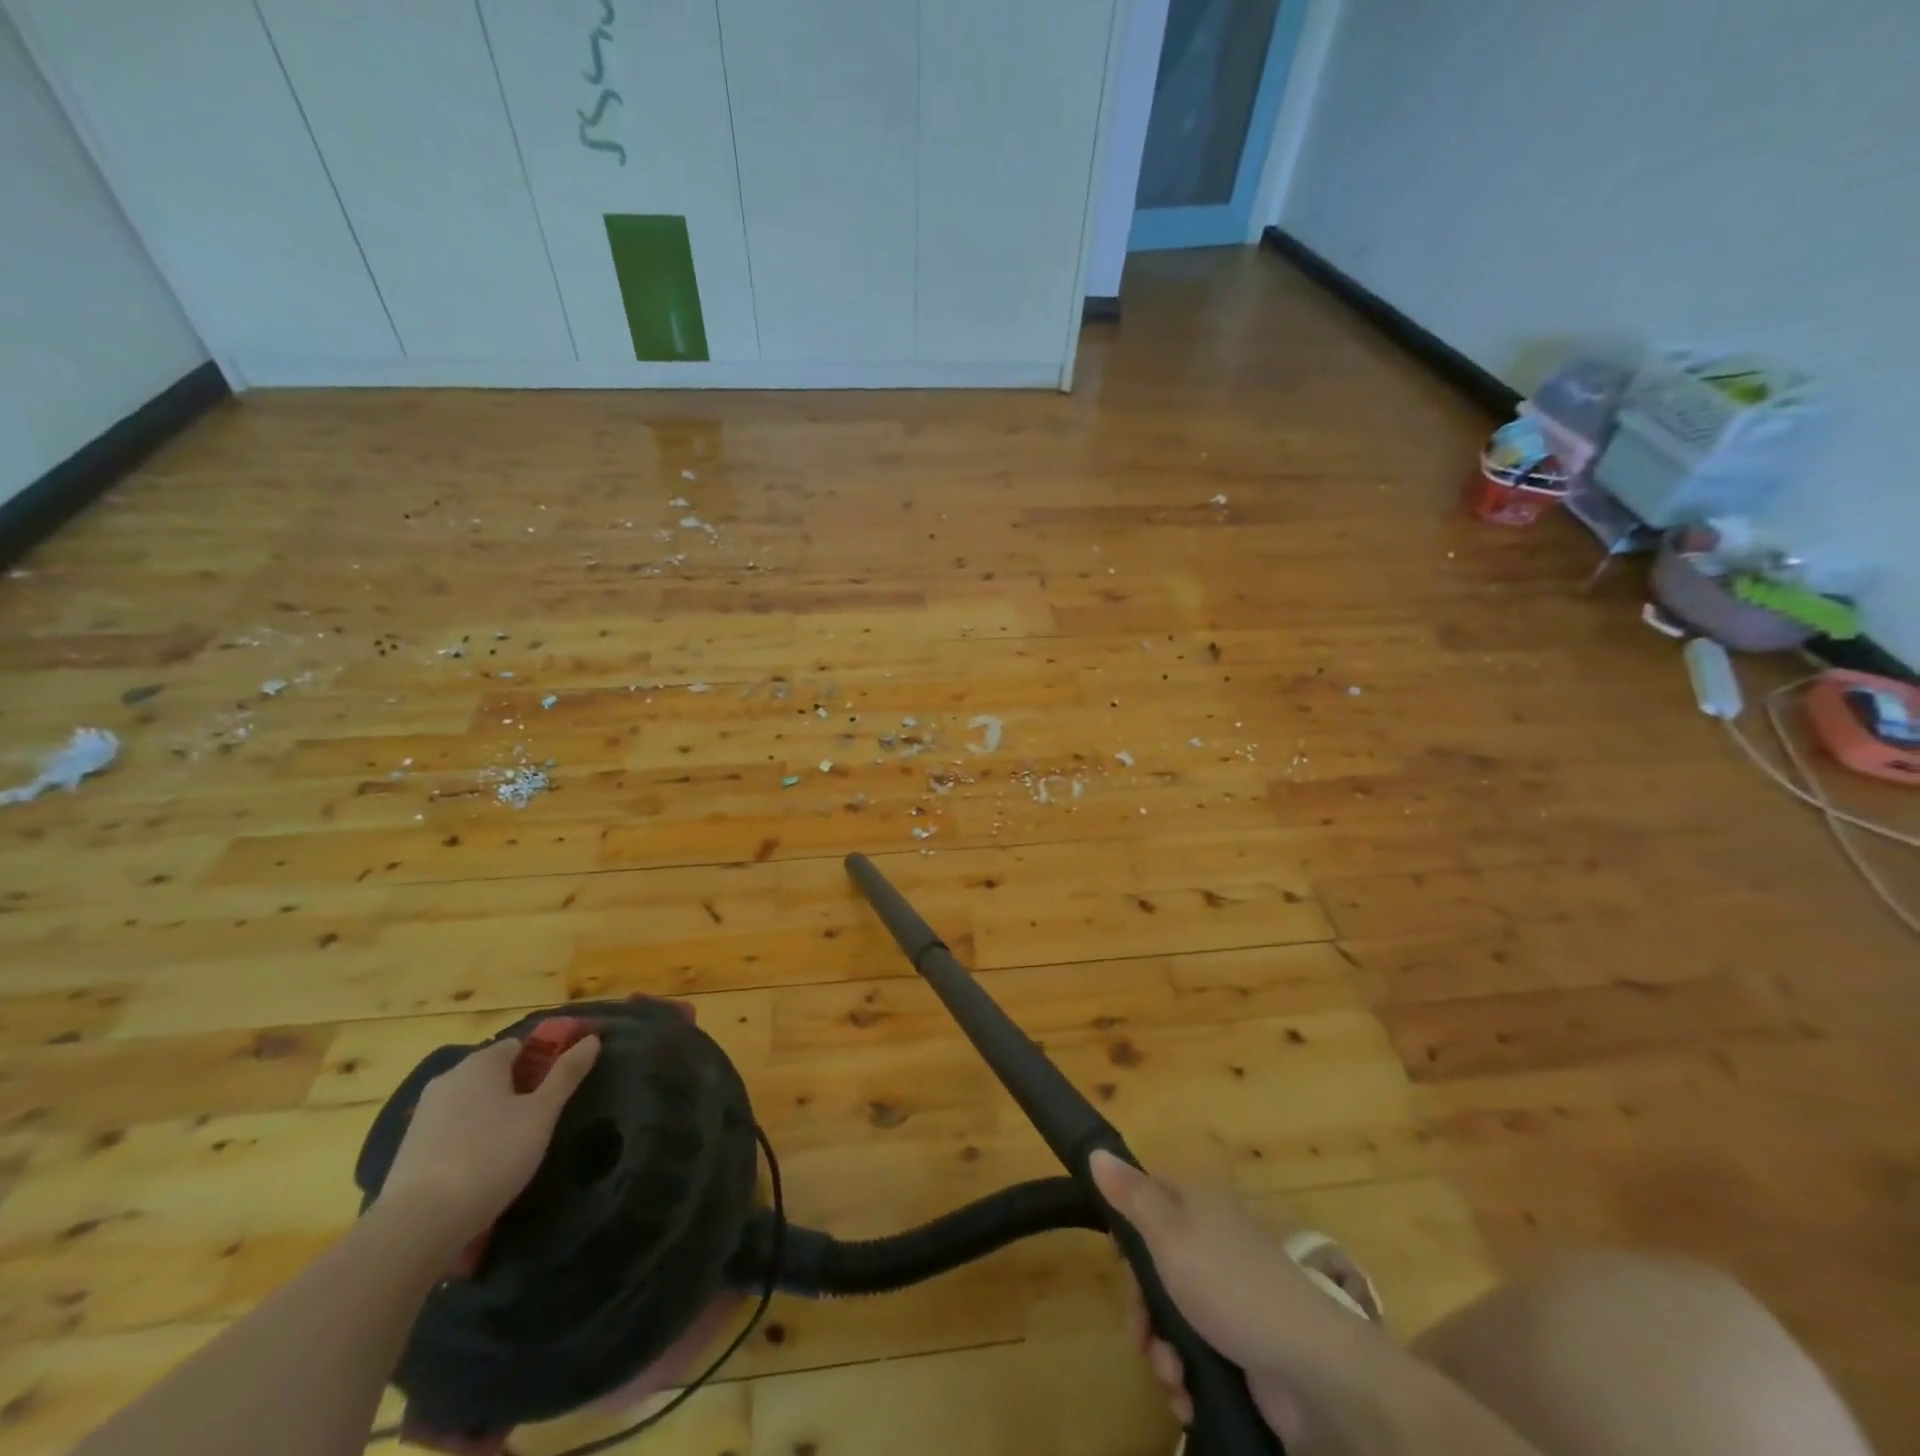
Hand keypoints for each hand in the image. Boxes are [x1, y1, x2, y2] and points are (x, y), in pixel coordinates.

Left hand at [378, 1035, 600, 1246]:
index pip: (520, 1045)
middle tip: (542, 1117)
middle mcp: (449, 1078)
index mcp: (481, 1062)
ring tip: (515, 1144)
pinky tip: (482, 1164)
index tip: (561, 1086)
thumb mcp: (542, 1114)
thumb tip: (592, 1039)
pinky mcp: (410, 1147)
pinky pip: (452, 1128)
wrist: (417, 1224)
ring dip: (494, 1113)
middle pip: (494, 1072)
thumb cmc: (491, 1156)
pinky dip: (470, 1136)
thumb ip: (567, 1074)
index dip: (544, 1060)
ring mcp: (424, 1113)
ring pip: (472, 1101)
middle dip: (519, 1087)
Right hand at [1090, 1150, 1382, 1443]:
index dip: (1126, 1227)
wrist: (1312, 1369)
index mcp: (1197, 1205)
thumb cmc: (1230, 1286)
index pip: (1148, 1196)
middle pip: (1153, 1264)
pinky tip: (1187, 1395)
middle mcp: (1210, 1242)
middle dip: (1141, 1308)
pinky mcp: (1239, 1344)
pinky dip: (1185, 1375)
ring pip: (1170, 1314)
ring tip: (1172, 1376)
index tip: (1117, 1259)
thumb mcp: (1170, 1233)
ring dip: (1161, 1351)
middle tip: (1143, 1335)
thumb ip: (1131, 1195)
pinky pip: (1195, 1353)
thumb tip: (1097, 1150)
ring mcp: (1227, 1295)